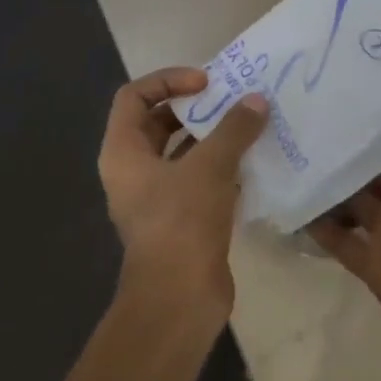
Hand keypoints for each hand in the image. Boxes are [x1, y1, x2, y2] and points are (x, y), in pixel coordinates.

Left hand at [98, 68, 267, 323]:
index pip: (134, 96)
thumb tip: (256, 100)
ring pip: (183, 153)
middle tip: (231, 100)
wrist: (180, 299)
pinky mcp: (181, 219)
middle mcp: (134, 171)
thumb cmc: (182, 221)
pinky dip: (223, 166)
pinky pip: (200, 179)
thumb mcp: (210, 166)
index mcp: (123, 152)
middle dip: (195, 107)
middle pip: (159, 122)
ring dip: (213, 137)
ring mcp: (156, 197)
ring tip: (249, 125)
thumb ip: (233, 129)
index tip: (206, 82)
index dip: (168, 80)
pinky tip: (254, 161)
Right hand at [308, 41, 380, 372]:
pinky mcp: (369, 262)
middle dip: (345, 140)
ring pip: (350, 198)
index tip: (347, 76)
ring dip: (325, 179)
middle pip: (371, 164)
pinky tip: (284, 199)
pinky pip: (337, 239)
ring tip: (283, 144)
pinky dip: (315, 224)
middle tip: (300, 105)